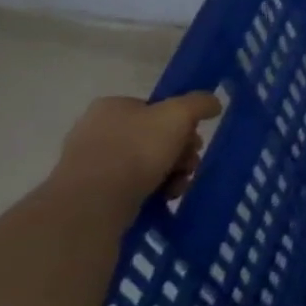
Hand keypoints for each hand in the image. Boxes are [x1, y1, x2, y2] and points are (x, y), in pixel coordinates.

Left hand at [52, 92, 222, 205]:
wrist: (95, 201)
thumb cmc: (137, 150)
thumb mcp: (179, 115)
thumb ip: (200, 103)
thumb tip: (213, 103)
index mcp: (112, 106)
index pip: (157, 109)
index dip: (182, 124)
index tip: (194, 141)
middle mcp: (97, 129)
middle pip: (156, 137)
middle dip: (180, 152)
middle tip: (190, 165)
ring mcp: (92, 161)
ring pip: (147, 162)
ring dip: (172, 172)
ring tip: (179, 185)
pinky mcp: (91, 190)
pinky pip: (132, 184)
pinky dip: (153, 189)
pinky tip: (164, 197)